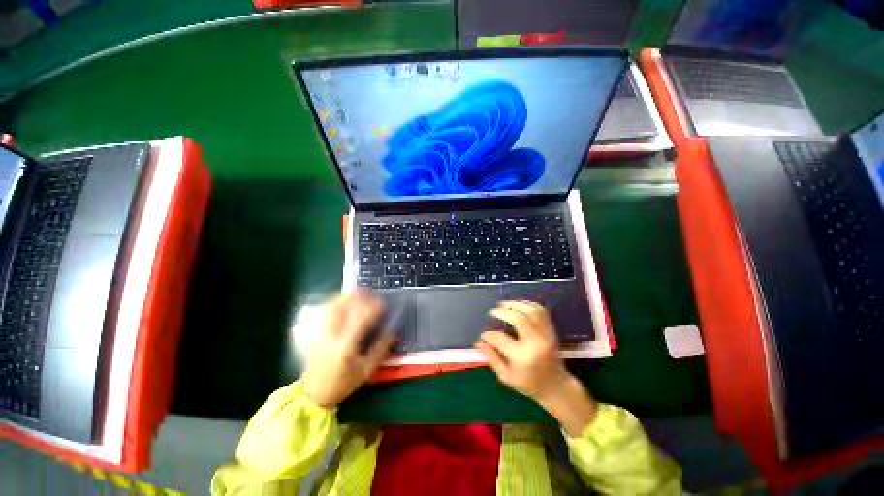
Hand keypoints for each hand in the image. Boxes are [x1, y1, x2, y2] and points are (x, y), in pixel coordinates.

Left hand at [300, 292, 394, 407]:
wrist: (314, 393)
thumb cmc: (343, 383)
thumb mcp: (367, 370)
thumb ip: (381, 349)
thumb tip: (393, 330)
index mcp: (346, 346)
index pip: (361, 318)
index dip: (374, 308)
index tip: (384, 304)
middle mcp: (331, 335)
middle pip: (345, 306)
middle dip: (361, 297)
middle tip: (373, 294)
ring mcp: (320, 332)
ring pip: (333, 305)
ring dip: (348, 296)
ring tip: (361, 293)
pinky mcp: (315, 331)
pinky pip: (325, 310)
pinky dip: (336, 301)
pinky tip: (345, 300)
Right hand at [476, 300, 596, 435]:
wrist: (556, 386)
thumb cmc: (529, 384)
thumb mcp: (507, 377)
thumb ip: (492, 358)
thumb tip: (479, 342)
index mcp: (522, 358)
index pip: (501, 339)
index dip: (489, 335)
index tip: (484, 335)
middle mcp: (535, 344)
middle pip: (519, 319)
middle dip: (503, 312)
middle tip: (493, 311)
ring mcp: (545, 335)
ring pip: (531, 312)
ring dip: (515, 304)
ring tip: (504, 305)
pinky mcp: (551, 331)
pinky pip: (541, 311)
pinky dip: (528, 304)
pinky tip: (518, 305)